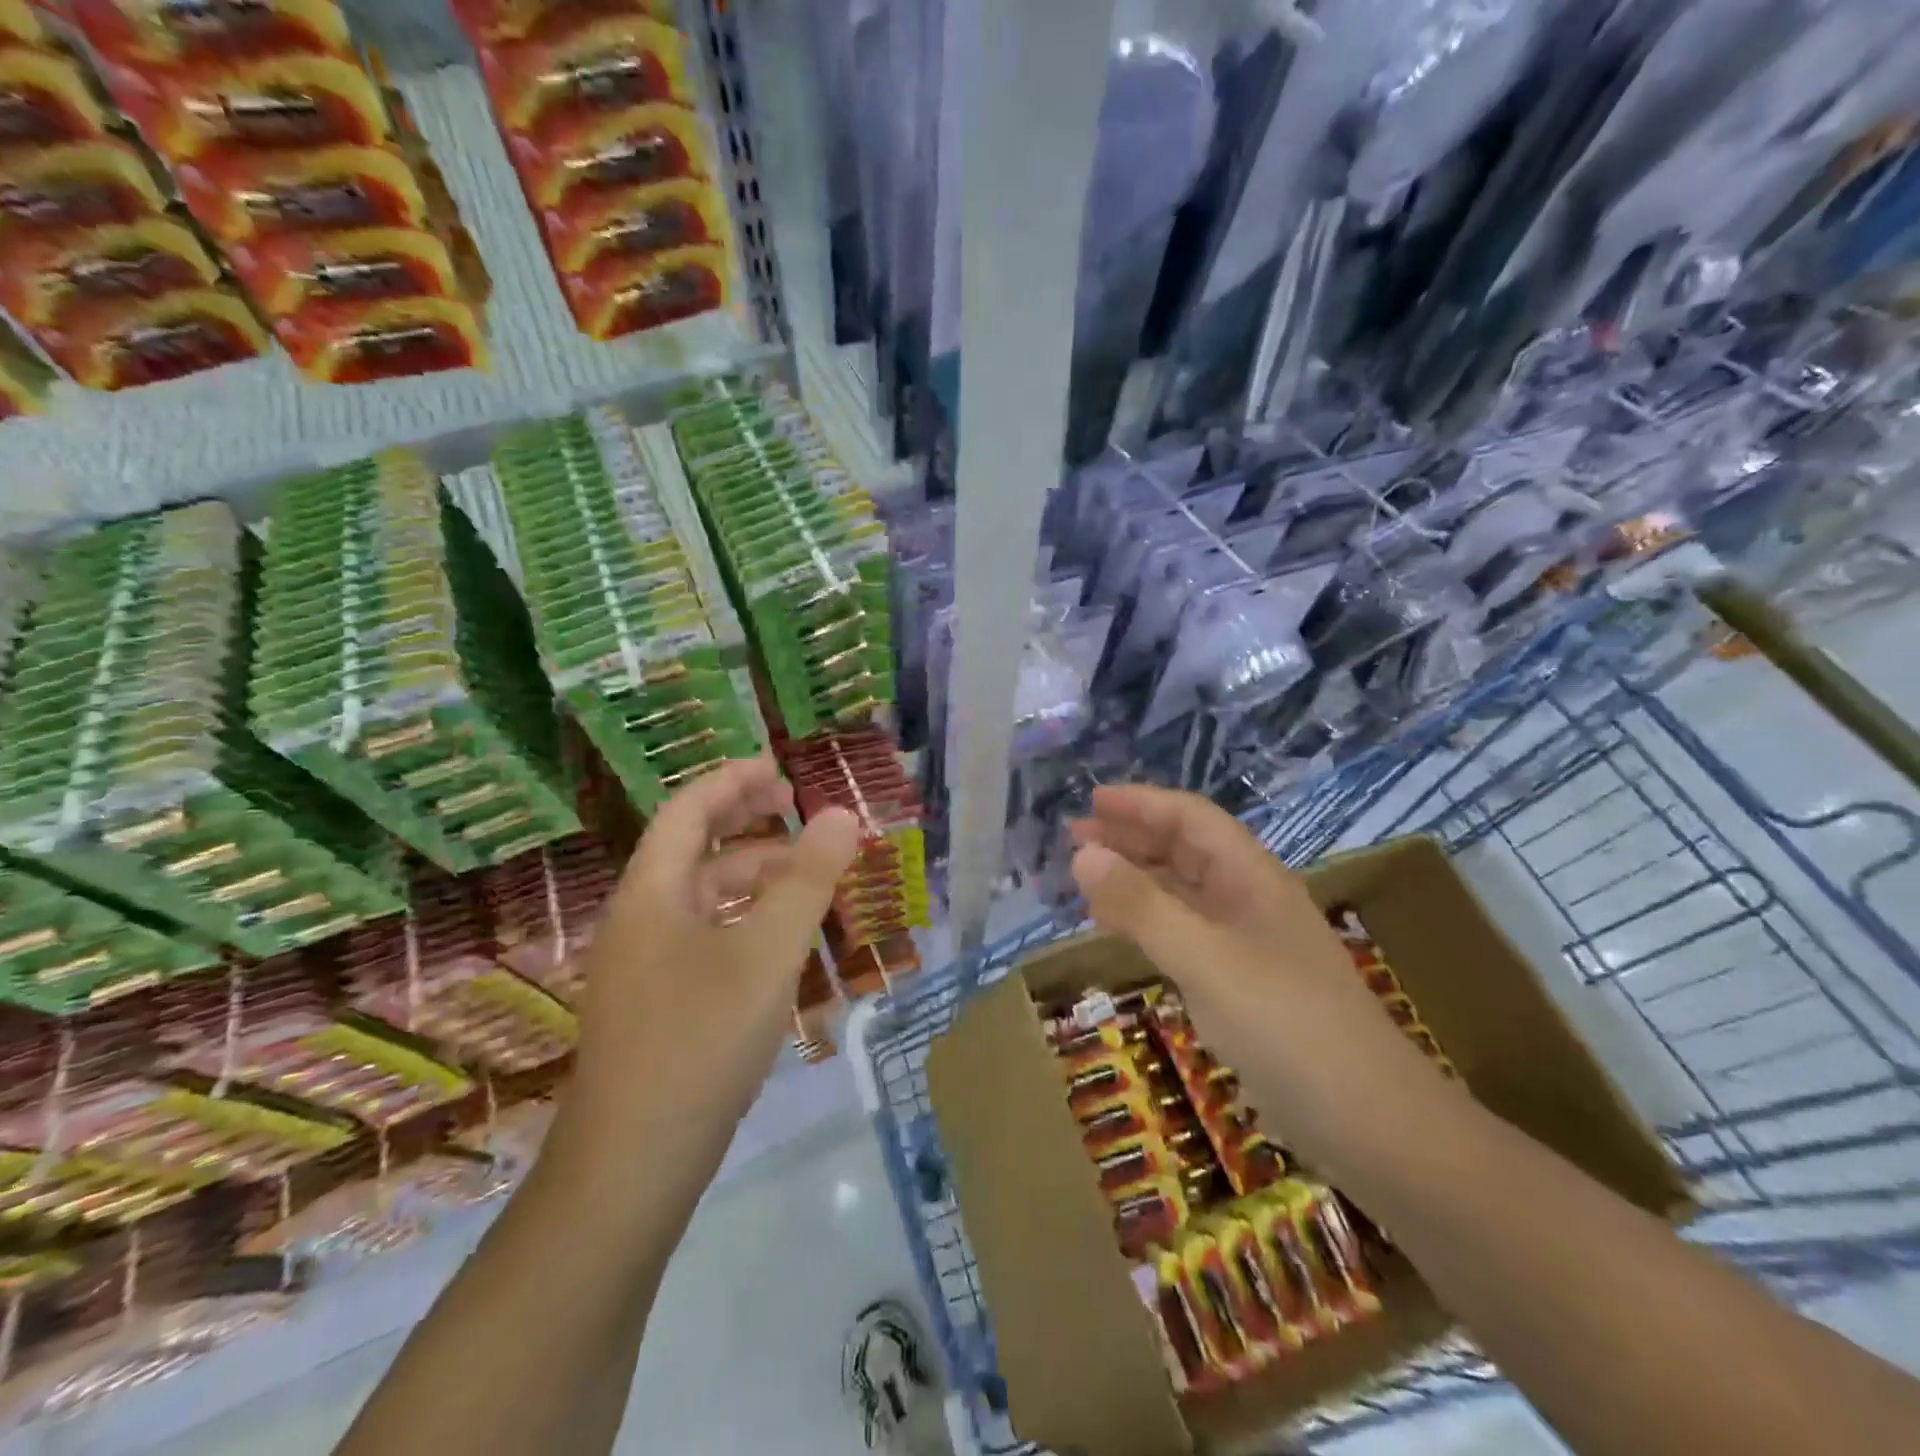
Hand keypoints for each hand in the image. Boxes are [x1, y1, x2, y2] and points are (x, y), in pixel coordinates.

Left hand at [556, 759, 859, 1163]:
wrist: (633, 1164)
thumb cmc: (700, 1039)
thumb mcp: (767, 951)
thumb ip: (808, 879)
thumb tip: (843, 814)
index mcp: (652, 892)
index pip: (689, 810)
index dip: (733, 780)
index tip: (780, 770)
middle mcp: (639, 919)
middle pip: (694, 848)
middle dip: (746, 822)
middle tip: (797, 811)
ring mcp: (643, 966)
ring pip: (702, 897)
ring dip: (751, 875)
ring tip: (806, 875)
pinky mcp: (657, 1004)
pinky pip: (704, 936)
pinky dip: (744, 919)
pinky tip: (778, 940)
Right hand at [1070, 784, 1448, 1163]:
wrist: (1371, 1123)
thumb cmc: (1286, 1024)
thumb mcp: (1205, 959)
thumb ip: (1141, 906)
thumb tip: (1082, 854)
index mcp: (1251, 876)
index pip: (1191, 818)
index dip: (1141, 804)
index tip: (1091, 801)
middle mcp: (1249, 900)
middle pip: (1185, 850)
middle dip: (1131, 837)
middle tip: (1076, 838)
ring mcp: (1247, 945)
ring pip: (1182, 893)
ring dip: (1136, 879)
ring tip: (1088, 879)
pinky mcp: (1241, 985)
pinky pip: (1184, 935)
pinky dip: (1148, 923)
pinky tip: (1122, 932)